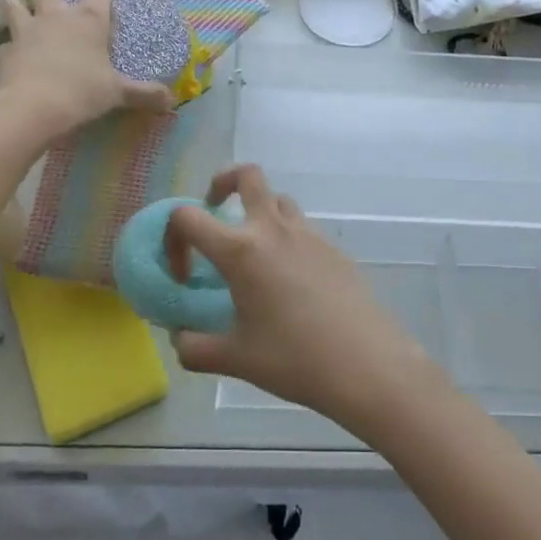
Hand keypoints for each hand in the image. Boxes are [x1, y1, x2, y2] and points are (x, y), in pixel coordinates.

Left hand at [0, 0, 171, 137]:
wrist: (32, 108)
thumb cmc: (82, 92)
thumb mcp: (118, 93)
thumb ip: (144, 93)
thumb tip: (170, 100)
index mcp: (89, 19)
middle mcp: (56, 15)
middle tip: (56, 7)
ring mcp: (25, 30)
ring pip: (12, 2)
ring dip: (18, 7)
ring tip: (26, 20)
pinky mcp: (4, 51)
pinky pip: (3, 43)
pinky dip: (9, 48)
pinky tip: (16, 59)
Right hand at [165, 165, 437, 428]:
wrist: (367, 364)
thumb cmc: (294, 359)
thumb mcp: (235, 359)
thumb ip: (194, 347)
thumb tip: (180, 338)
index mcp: (241, 250)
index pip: (188, 217)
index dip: (173, 239)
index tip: (183, 274)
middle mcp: (273, 229)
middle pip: (247, 175)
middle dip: (223, 183)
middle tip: (216, 212)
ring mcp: (308, 234)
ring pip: (278, 199)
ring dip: (259, 210)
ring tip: (253, 250)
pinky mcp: (333, 248)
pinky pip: (302, 226)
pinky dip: (286, 236)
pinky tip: (289, 279)